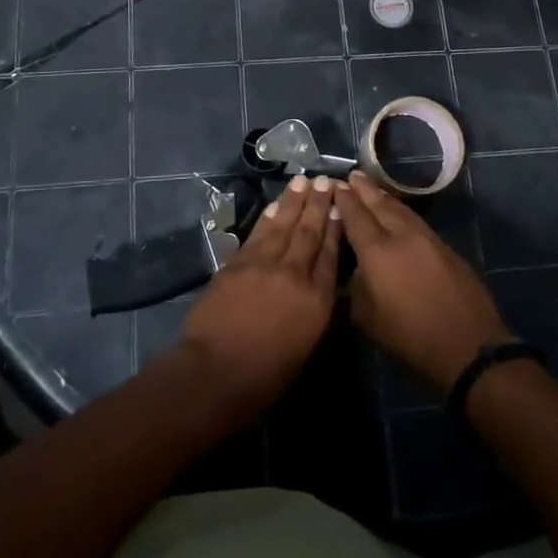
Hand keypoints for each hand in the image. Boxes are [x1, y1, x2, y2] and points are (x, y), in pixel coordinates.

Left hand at [180, 174, 340, 424]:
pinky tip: (275, 207)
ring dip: (294, 201)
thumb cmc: (265, 376)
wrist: (216, 372)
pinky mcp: (238, 263)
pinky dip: (268, 217)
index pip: (331, 254)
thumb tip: (320, 289)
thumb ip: (315, 312)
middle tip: (325, 180)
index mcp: (317, 300)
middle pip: (310, 232)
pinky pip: (258, 233)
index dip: (336, 227)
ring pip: (283, 225)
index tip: (341, 205)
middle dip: (319, 204)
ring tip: (303, 181)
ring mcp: (264, 264)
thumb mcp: (305, 348)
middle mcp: (294, 274)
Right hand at [334, 171, 512, 393]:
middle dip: (363, 189)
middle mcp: (402, 235)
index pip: (355, 216)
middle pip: (379, 204)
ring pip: (401, 209)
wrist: (469, 347)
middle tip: (351, 175)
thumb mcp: (369, 321)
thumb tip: (352, 272)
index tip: (333, 185)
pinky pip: (416, 220)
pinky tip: (398, 213)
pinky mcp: (445, 247)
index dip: (343, 199)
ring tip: (371, 188)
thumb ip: (355, 290)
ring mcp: (427, 239)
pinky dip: (402, 211)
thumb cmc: (412, 339)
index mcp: (378, 252)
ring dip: (383, 196)